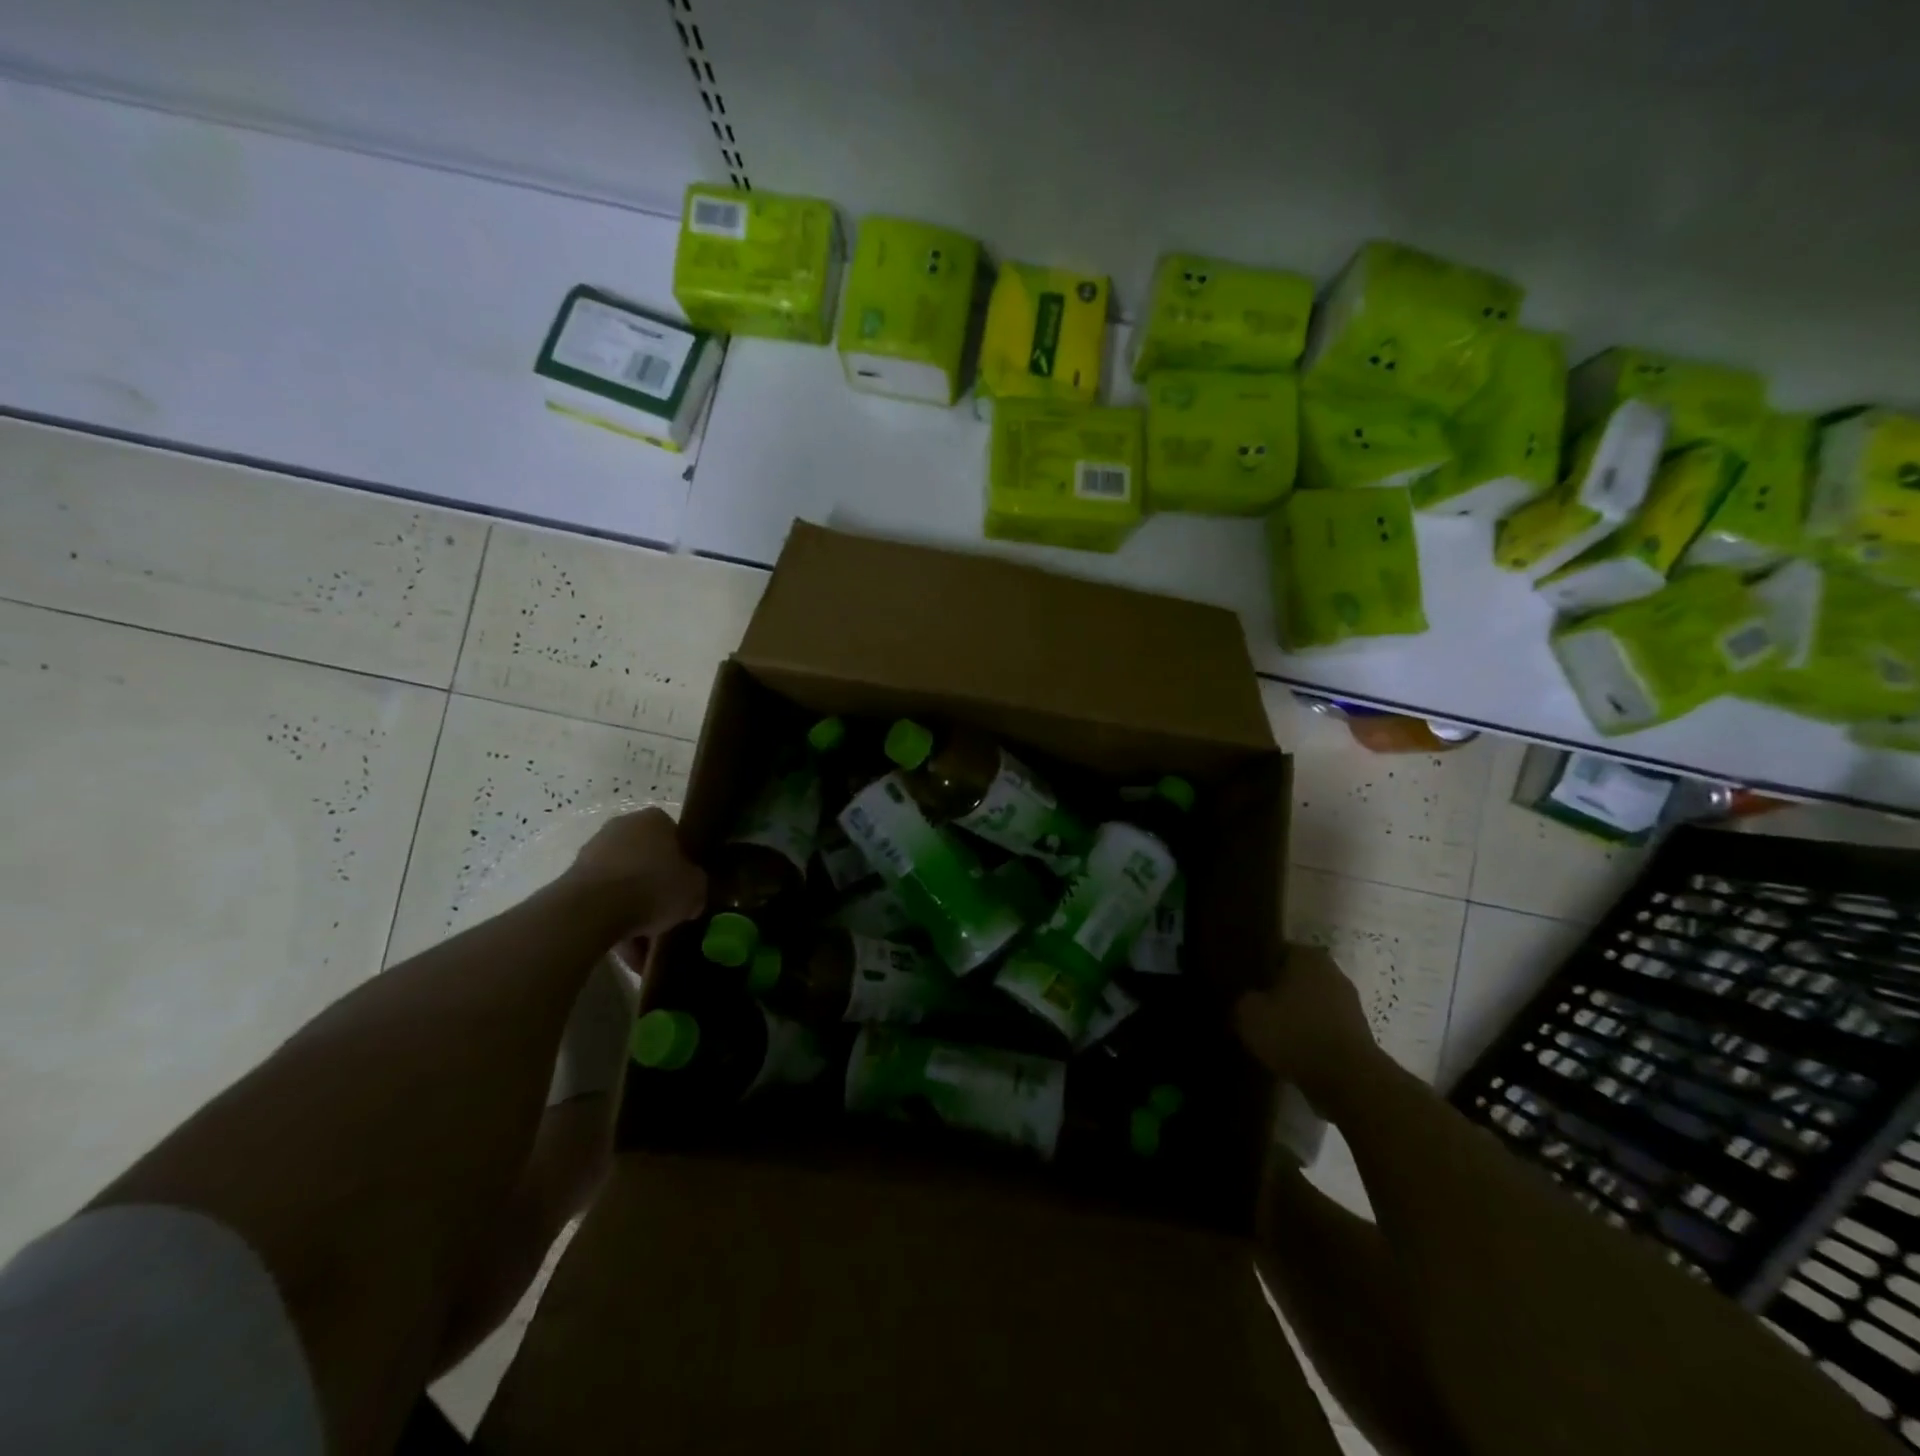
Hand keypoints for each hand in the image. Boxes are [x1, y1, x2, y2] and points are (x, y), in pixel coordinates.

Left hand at [567, 808, 706, 939]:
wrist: (592, 909)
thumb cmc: (652, 887)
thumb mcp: (695, 889)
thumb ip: (697, 887)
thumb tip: (691, 895)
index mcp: (655, 820)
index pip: (676, 838)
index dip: (684, 866)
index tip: (686, 890)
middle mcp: (622, 827)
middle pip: (647, 862)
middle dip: (655, 891)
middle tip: (667, 918)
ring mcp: (592, 852)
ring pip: (623, 884)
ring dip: (634, 912)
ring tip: (644, 947)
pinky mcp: (571, 880)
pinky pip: (602, 902)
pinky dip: (613, 923)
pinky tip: (625, 952)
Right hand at [1234, 943, 1379, 1100]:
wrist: (1349, 1080)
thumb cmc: (1295, 1034)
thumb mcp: (1249, 1014)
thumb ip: (1243, 999)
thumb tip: (1248, 1000)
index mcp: (1307, 956)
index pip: (1275, 951)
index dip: (1256, 967)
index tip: (1241, 984)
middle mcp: (1332, 972)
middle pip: (1295, 977)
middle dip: (1277, 991)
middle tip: (1253, 1008)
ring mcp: (1350, 1003)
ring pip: (1310, 1003)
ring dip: (1295, 1015)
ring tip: (1271, 1034)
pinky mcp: (1358, 1033)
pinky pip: (1323, 1027)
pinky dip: (1310, 1036)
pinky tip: (1292, 1051)